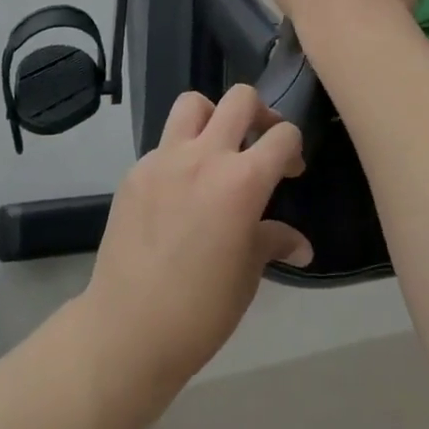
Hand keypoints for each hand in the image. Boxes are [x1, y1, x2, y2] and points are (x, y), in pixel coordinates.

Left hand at [80, 86, 314, 427]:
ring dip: (213, 116)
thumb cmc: (201, 310)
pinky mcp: (135, 172)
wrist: (127, 330)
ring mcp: (164, 159)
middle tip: (259, 142)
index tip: (290, 171)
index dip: (293, 148)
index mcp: (242, 181)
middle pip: (240, 98)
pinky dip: (179, 153)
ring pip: (193, 103)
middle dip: (259, 113)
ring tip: (216, 149)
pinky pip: (164, 143)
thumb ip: (272, 242)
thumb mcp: (247, 275)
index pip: (282, 135)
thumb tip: (301, 246)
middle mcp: (204, 156)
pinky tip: (179, 191)